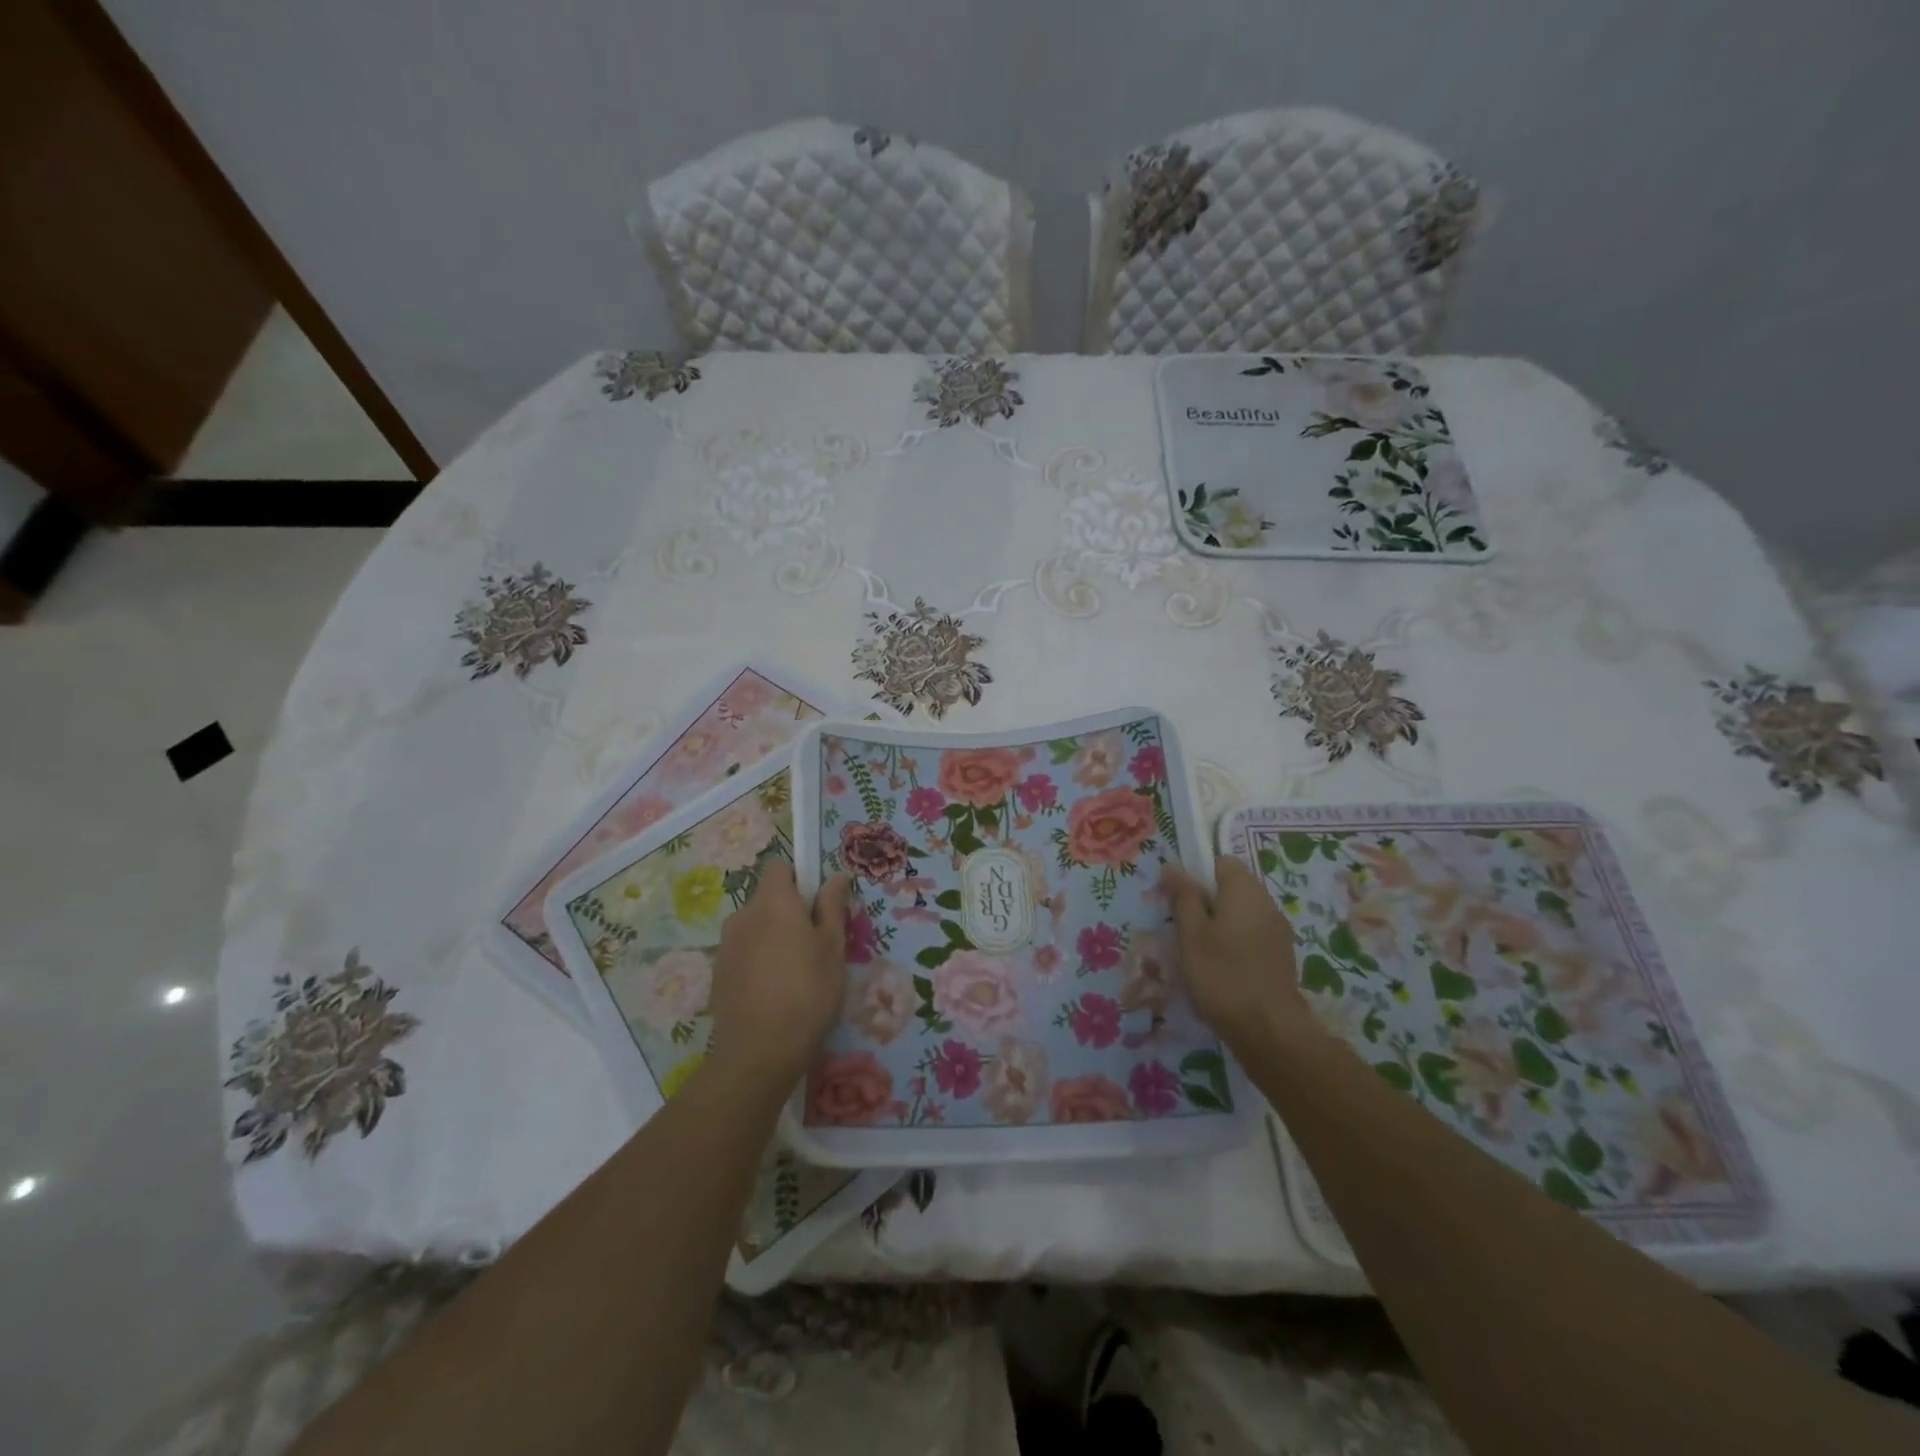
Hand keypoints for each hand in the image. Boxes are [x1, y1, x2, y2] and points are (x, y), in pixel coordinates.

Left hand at [708, 864, 851, 1089]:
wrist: (757, 1052)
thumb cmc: (807, 992)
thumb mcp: (832, 948)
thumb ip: (832, 907)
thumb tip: (837, 876)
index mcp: (773, 902)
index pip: (779, 867)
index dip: (799, 878)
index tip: (816, 904)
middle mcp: (743, 915)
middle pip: (767, 898)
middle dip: (788, 912)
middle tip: (814, 943)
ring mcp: (726, 945)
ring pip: (755, 927)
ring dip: (773, 937)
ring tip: (795, 973)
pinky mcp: (717, 973)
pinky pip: (743, 952)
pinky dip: (758, 960)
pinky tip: (773, 991)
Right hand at [1163, 856, 1311, 1051]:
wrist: (1268, 1029)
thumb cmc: (1222, 974)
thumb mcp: (1191, 934)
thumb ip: (1183, 896)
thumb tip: (1173, 866)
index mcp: (1244, 889)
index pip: (1220, 861)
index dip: (1197, 874)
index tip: (1178, 899)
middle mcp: (1266, 902)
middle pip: (1231, 887)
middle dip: (1205, 901)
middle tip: (1182, 928)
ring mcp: (1278, 930)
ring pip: (1241, 913)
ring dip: (1219, 924)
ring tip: (1198, 952)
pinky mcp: (1281, 955)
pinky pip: (1252, 934)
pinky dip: (1235, 943)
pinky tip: (1221, 968)